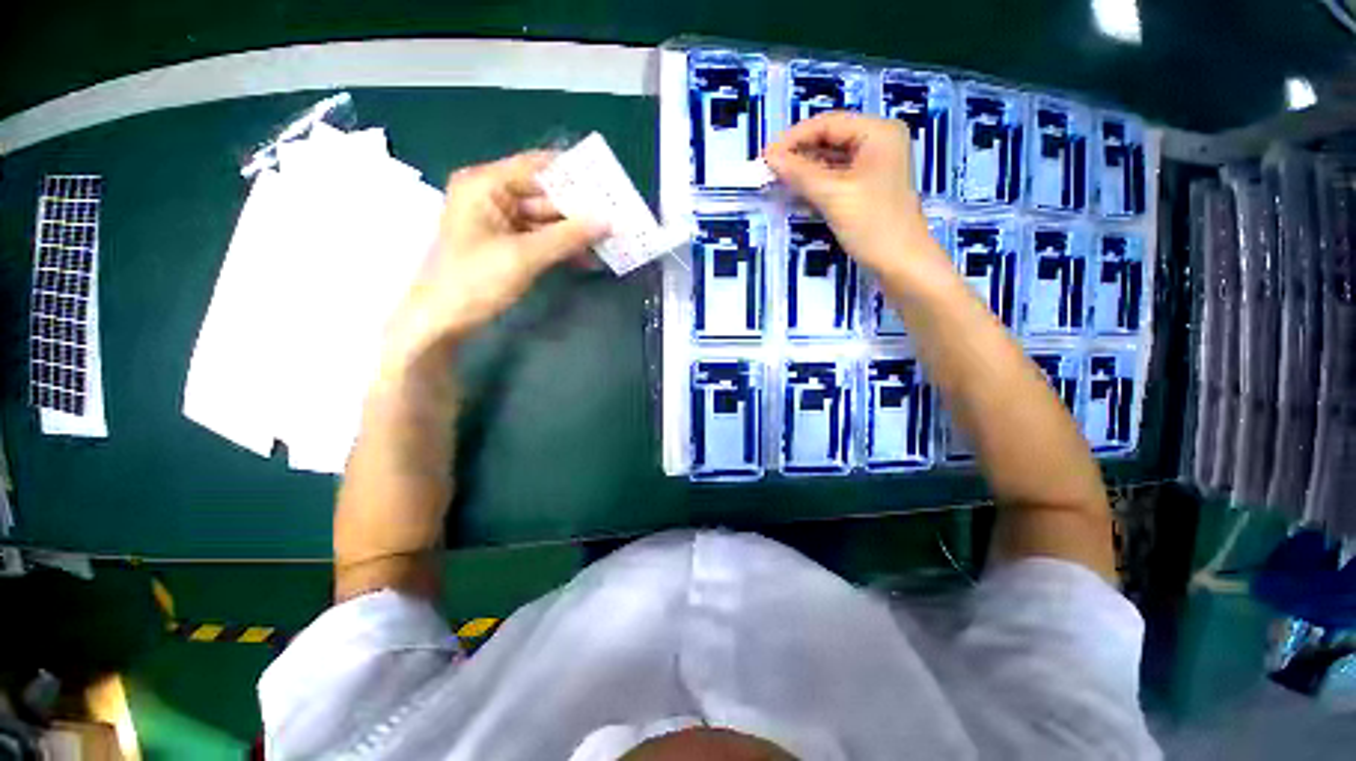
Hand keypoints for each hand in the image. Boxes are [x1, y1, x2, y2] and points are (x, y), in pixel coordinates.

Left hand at [383, 151, 605, 366]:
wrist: (443, 320)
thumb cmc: (475, 281)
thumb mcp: (524, 256)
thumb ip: (567, 237)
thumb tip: (607, 222)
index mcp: (486, 185)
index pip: (537, 167)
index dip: (574, 175)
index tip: (608, 187)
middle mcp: (492, 196)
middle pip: (544, 195)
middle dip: (580, 210)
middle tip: (616, 219)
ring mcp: (499, 221)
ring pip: (546, 220)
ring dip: (575, 233)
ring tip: (609, 241)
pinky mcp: (506, 244)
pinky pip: (541, 239)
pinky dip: (562, 248)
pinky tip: (588, 258)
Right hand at [765, 113, 939, 275]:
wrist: (902, 263)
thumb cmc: (873, 224)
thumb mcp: (833, 195)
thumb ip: (800, 173)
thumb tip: (770, 156)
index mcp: (878, 132)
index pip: (828, 124)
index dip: (794, 137)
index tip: (766, 155)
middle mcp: (878, 142)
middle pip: (830, 139)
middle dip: (799, 153)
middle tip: (769, 168)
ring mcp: (875, 167)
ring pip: (832, 159)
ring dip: (805, 168)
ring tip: (778, 179)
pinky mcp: (868, 188)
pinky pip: (837, 177)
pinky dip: (817, 182)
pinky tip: (798, 190)